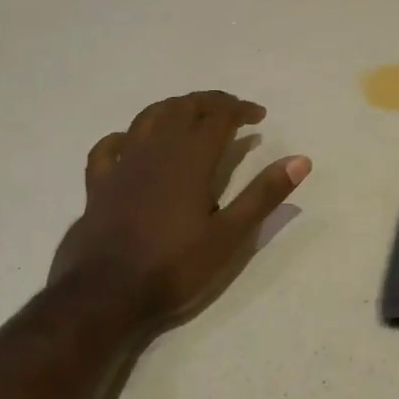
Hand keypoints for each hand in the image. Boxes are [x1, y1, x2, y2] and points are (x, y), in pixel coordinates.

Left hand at [50, 92, 309, 328]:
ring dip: (173, 108)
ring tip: (191, 114)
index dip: (240, 110)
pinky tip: (133, 141)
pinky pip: (109, 147)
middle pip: (182, 109)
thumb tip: (300, 160)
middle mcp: (155, 151)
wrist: (105, 295)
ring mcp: (122, 165)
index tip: (259, 116)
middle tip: (231, 111)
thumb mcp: (230, 235)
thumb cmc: (175, 267)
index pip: (218, 117)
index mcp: (190, 160)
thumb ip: (263, 194)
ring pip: (148, 118)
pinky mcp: (99, 185)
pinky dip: (127, 135)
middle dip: (209, 103)